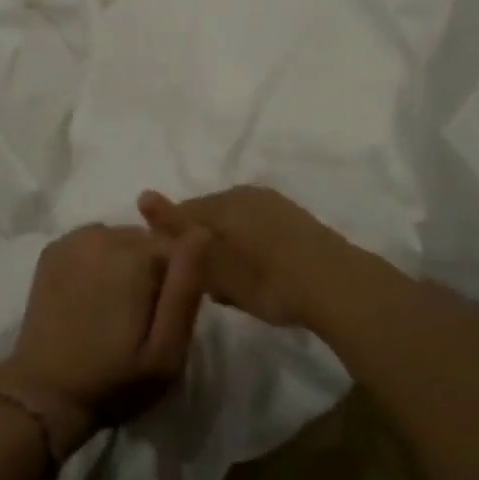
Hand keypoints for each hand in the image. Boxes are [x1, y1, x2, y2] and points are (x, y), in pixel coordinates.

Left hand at [0, 224, 210, 443]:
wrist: (43, 395)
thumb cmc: (114, 380)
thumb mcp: (166, 351)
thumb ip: (186, 289)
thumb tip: (201, 232)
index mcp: (136, 254)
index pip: (177, 248)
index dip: (176, 283)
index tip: (163, 318)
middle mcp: (105, 233)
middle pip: (146, 241)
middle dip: (149, 271)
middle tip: (137, 318)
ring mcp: (75, 238)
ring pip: (119, 240)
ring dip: (123, 264)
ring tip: (112, 309)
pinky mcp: (53, 249)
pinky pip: (91, 243)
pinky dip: (96, 261)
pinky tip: (88, 296)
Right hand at [138, 186, 357, 330]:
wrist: (335, 284)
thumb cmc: (268, 279)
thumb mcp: (216, 263)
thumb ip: (179, 232)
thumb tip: (142, 194)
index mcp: (223, 201)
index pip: (183, 214)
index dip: (177, 244)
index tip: (181, 275)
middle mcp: (244, 193)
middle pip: (208, 217)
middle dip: (203, 246)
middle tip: (211, 286)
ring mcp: (271, 202)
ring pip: (233, 223)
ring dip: (228, 248)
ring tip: (235, 285)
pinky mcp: (292, 217)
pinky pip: (256, 228)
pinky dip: (250, 248)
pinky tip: (260, 274)